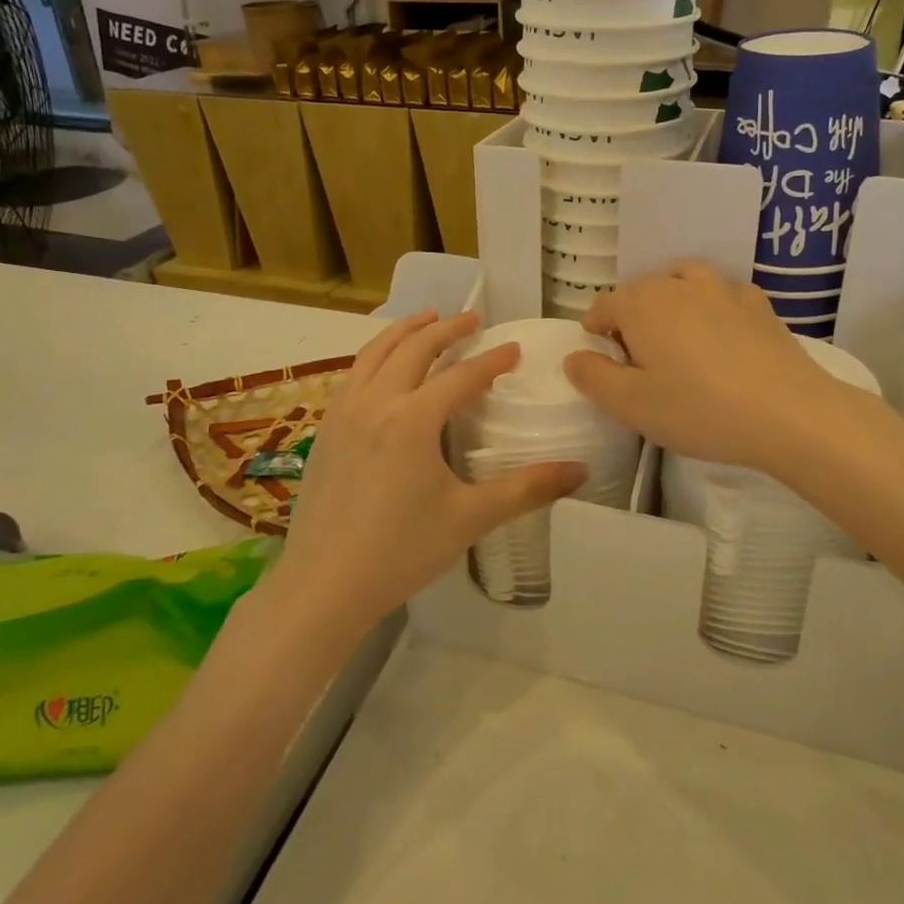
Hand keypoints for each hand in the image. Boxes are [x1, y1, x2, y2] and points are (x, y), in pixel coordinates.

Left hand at [271, 311, 584, 636]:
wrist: (323, 584)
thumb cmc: (401, 551)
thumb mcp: (470, 518)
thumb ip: (527, 489)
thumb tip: (580, 471)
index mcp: (413, 419)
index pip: (461, 376)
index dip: (492, 360)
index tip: (514, 348)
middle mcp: (376, 402)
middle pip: (414, 349)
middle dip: (446, 329)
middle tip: (472, 318)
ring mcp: (343, 413)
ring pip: (375, 353)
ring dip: (404, 330)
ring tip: (426, 318)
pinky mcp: (325, 430)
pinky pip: (353, 374)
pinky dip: (375, 355)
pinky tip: (382, 366)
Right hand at [565, 263, 847, 472]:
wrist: (789, 412)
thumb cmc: (699, 410)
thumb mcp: (632, 405)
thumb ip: (594, 378)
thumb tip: (574, 357)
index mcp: (641, 305)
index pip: (604, 305)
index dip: (595, 328)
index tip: (600, 355)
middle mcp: (678, 285)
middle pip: (642, 291)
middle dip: (632, 317)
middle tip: (638, 359)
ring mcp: (723, 289)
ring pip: (683, 282)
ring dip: (671, 302)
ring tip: (677, 338)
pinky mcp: (758, 304)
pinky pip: (722, 294)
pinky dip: (712, 307)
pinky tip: (721, 336)